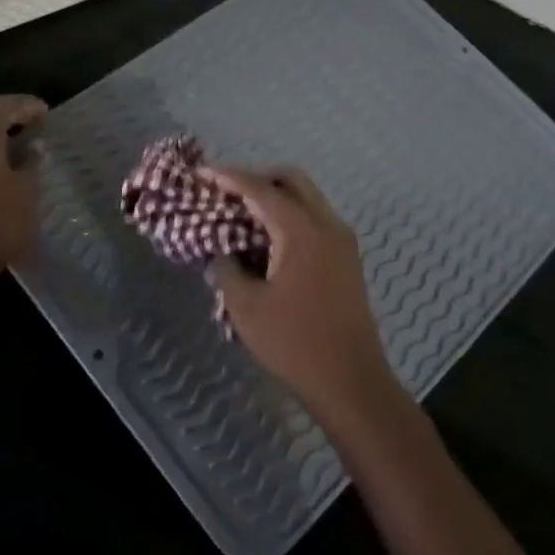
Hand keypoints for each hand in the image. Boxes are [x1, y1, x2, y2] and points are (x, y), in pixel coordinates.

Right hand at [206, 166, 398, 424]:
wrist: (352, 382)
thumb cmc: (295, 343)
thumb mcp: (246, 308)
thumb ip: (227, 271)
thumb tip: (221, 253)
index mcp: (303, 231)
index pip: (261, 190)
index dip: (229, 178)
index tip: (202, 172)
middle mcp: (328, 225)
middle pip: (292, 181)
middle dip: (257, 178)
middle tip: (226, 191)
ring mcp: (343, 242)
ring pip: (308, 199)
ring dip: (276, 197)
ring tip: (243, 215)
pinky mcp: (347, 260)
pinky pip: (316, 220)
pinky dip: (290, 216)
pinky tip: (267, 240)